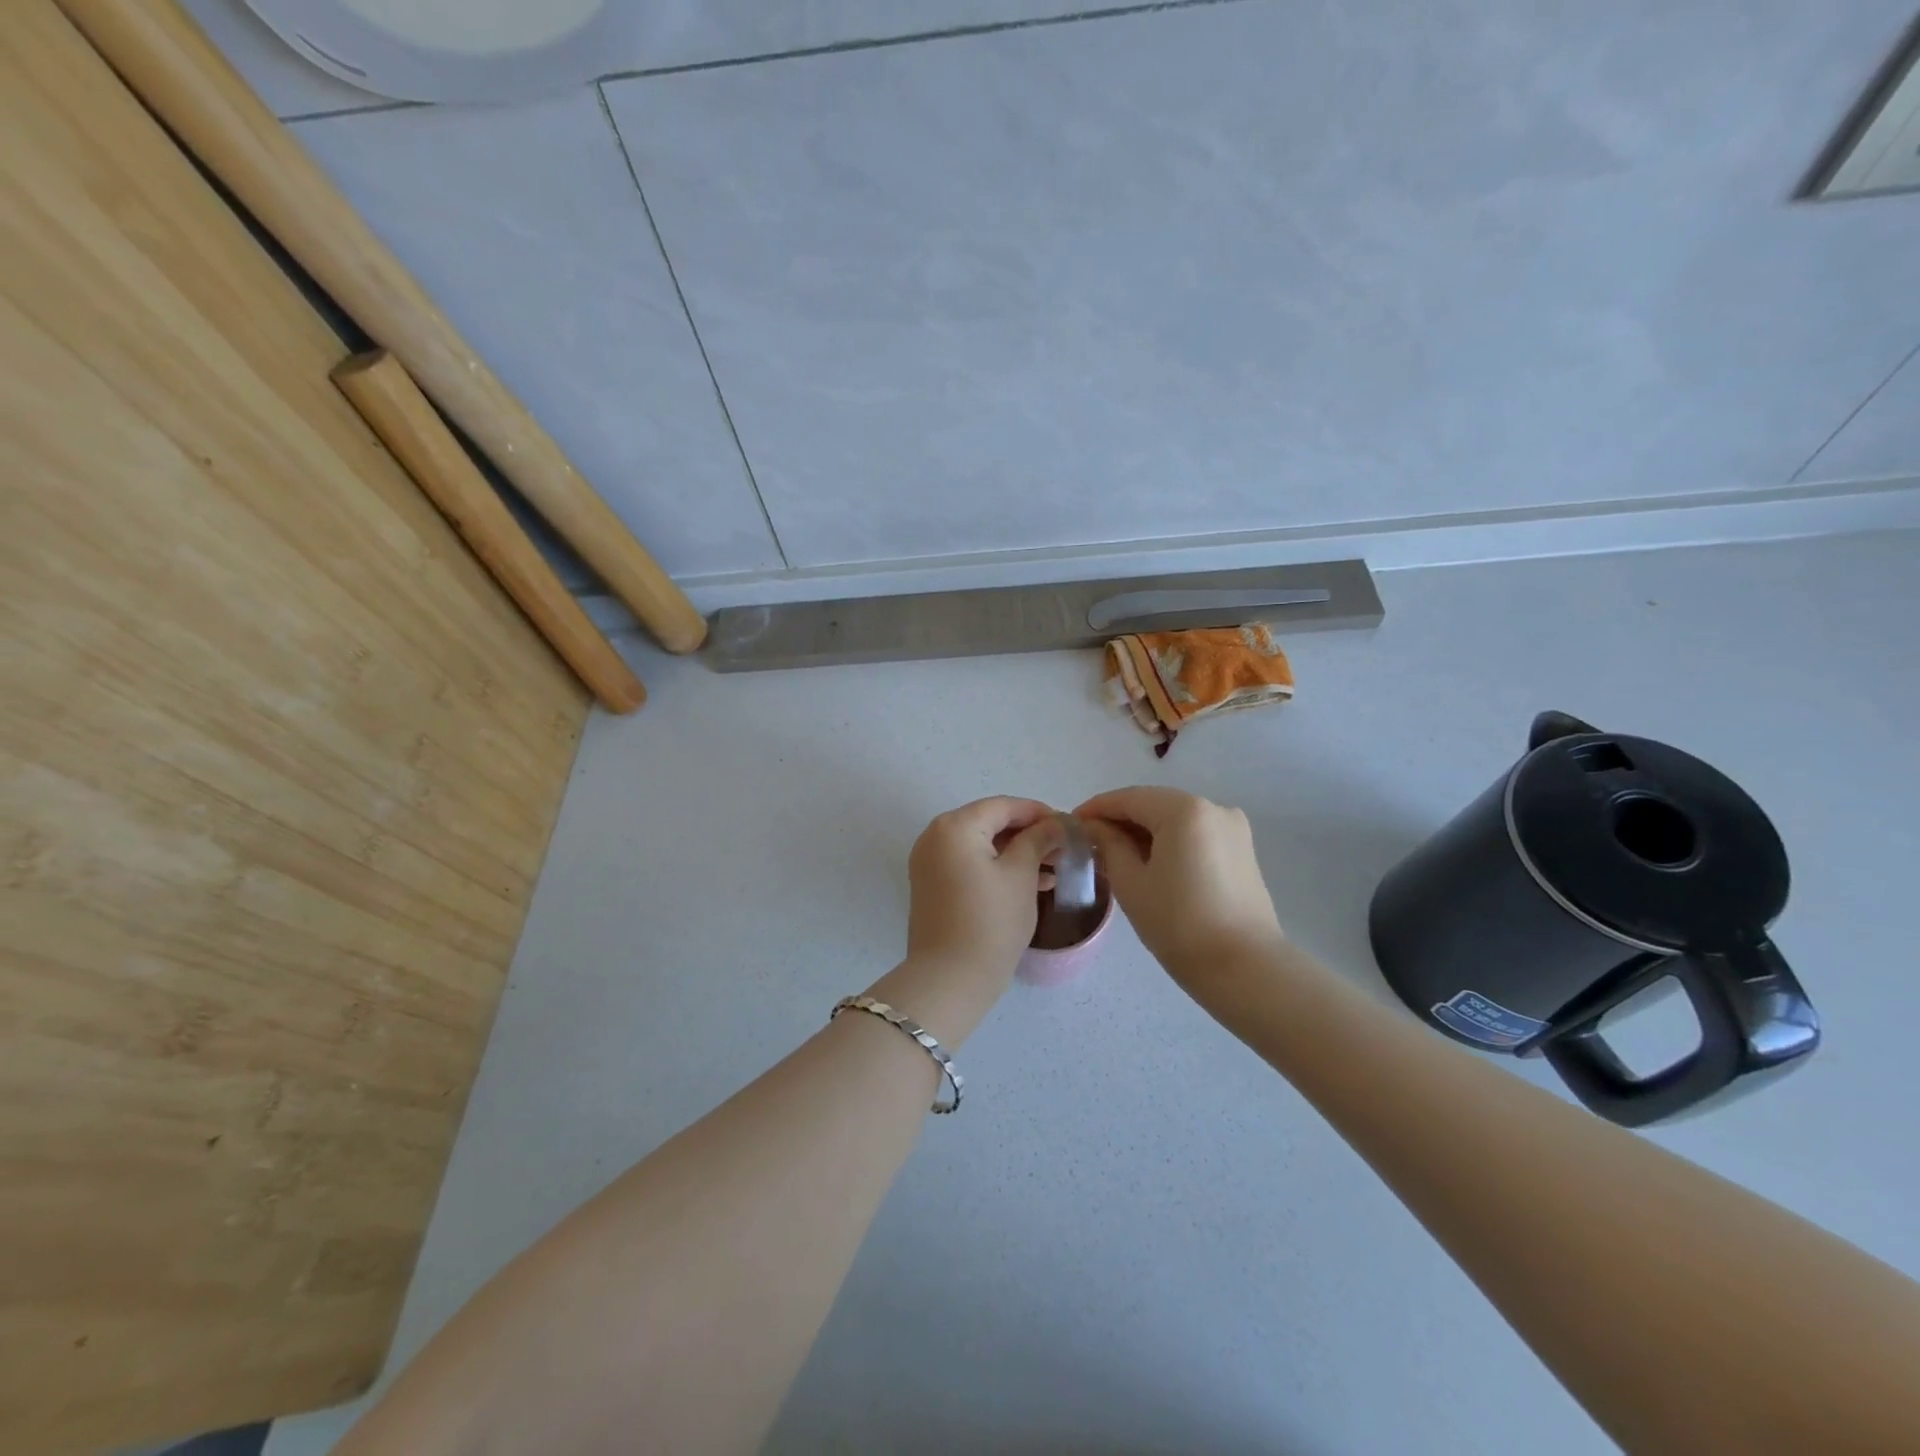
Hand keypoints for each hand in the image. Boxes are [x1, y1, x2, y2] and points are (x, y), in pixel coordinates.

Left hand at [906, 797, 1064, 977]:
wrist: (950, 979)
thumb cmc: (990, 921)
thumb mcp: (1021, 875)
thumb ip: (1038, 840)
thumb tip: (1056, 823)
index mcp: (954, 826)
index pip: (1003, 806)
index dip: (1038, 813)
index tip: (1069, 826)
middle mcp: (935, 836)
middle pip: (990, 823)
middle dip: (1029, 834)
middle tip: (1063, 849)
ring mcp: (929, 862)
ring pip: (981, 846)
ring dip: (1017, 853)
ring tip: (1055, 869)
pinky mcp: (932, 886)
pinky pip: (970, 864)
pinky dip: (998, 868)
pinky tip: (1033, 883)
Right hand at [1075, 787, 1283, 986]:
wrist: (1245, 969)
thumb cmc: (1180, 924)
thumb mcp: (1131, 883)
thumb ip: (1109, 845)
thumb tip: (1095, 827)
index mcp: (1185, 810)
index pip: (1128, 798)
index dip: (1096, 809)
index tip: (1070, 825)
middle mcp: (1213, 807)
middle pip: (1154, 804)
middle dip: (1120, 820)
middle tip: (1089, 843)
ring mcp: (1232, 828)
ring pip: (1174, 819)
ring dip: (1144, 831)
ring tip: (1115, 856)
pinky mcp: (1241, 849)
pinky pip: (1194, 834)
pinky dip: (1168, 841)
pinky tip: (1149, 863)